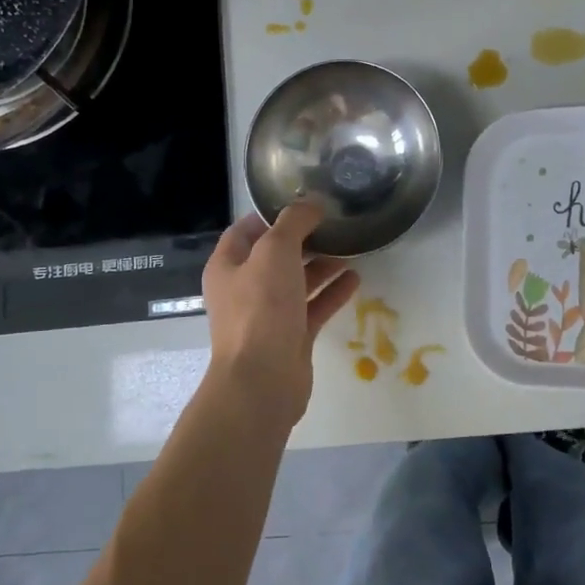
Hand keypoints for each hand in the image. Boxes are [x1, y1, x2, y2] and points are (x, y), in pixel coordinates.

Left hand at [202, 203, 359, 421]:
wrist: (262, 380)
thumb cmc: (261, 309)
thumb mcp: (275, 252)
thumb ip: (293, 223)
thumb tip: (311, 203)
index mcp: (228, 266)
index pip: (246, 230)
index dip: (272, 215)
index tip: (305, 204)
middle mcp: (244, 289)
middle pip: (275, 256)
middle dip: (304, 239)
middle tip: (334, 224)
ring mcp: (268, 315)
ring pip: (297, 282)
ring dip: (322, 265)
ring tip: (351, 248)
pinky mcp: (291, 337)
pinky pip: (313, 307)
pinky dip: (332, 293)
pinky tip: (356, 279)